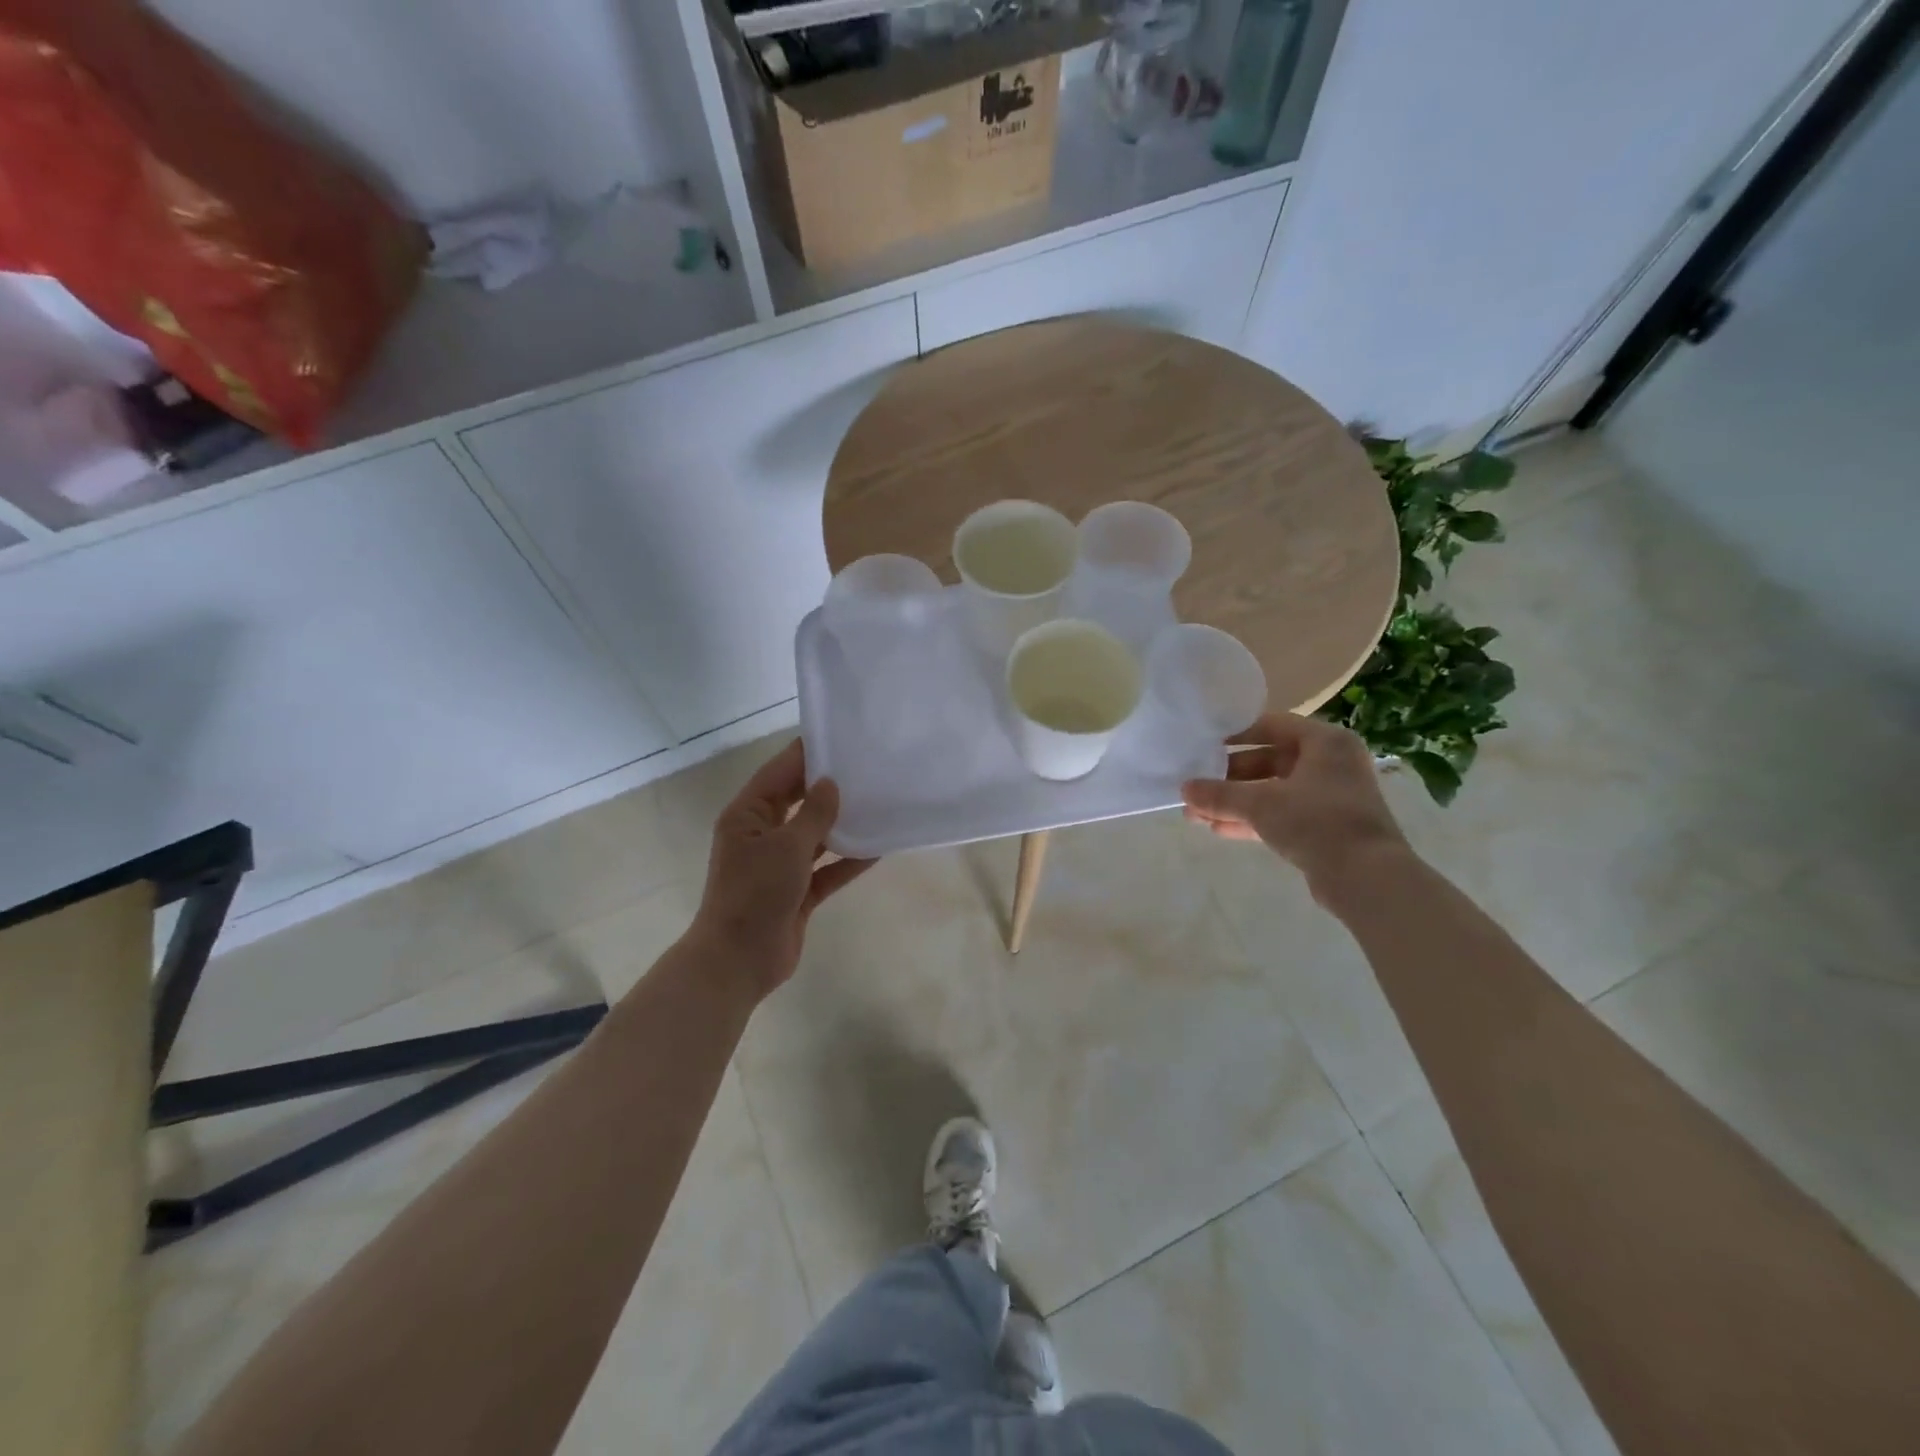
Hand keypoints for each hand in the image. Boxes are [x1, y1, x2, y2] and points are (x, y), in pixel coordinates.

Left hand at [689, 739, 872, 996]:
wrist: (739, 961)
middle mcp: (762, 835)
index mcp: (748, 815)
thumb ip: (813, 814)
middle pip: (798, 801)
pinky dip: (848, 860)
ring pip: (815, 835)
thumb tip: (831, 783)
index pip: (779, 772)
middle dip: (828, 787)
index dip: (806, 754)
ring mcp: (779, 865)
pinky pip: (826, 868)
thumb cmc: (755, 894)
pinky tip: (878, 847)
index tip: (839, 736)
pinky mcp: (797, 891)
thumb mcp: (787, 847)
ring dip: (842, 823)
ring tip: (878, 801)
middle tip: (866, 767)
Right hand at [1182, 713, 1409, 895]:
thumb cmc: (1317, 821)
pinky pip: (1281, 815)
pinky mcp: (1325, 828)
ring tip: (1196, 813)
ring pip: (1272, 791)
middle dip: (1229, 778)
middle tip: (1195, 787)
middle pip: (1269, 761)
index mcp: (1325, 742)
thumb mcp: (1260, 803)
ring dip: (1235, 802)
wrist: (1367, 879)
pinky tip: (1218, 829)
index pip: (1271, 725)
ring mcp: (1329, 797)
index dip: (1236, 735)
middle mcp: (1331, 763)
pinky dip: (1252, 820)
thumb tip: (1183, 790)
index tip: (1204, 746)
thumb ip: (1219, 794)